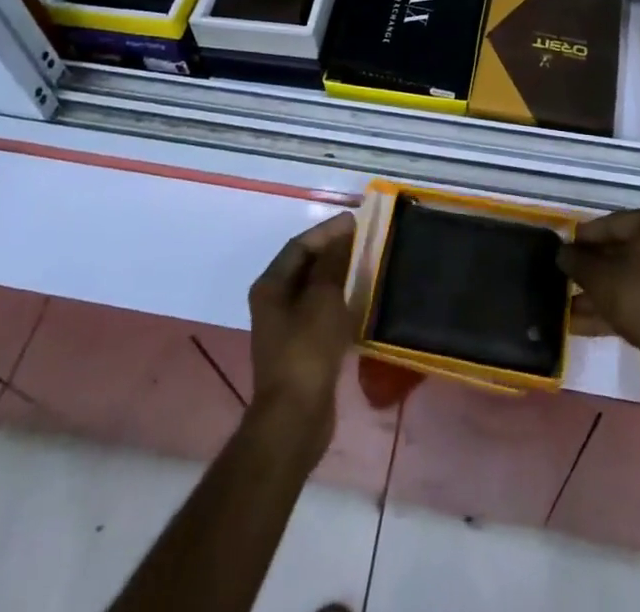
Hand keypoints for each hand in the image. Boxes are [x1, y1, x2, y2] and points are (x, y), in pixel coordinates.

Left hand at [247, 213, 357, 451]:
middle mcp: (274, 302)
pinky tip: (362, 299)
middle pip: (306, 266)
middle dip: (334, 251)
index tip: (356, 221)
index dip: (327, 230)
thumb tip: (343, 235)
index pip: (299, 245)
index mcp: (271, 286)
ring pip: (315, 289)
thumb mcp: (322, 299)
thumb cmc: (306, 351)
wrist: (296, 418)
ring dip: (339, 275)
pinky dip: (340, 301)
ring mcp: (286, 327)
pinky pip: (322, 312)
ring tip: (368, 264)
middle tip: (366, 240)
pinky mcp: (302, 348)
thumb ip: (332, 263)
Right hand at [560, 206, 639, 387]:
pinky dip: (620, 305)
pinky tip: (586, 323)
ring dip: (602, 292)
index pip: (611, 223)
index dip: (582, 240)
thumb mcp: (598, 277)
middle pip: (623, 251)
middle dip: (592, 270)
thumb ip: (576, 260)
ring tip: (570, 307)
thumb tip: (562, 252)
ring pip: (633, 277)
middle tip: (567, 279)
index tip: (563, 252)